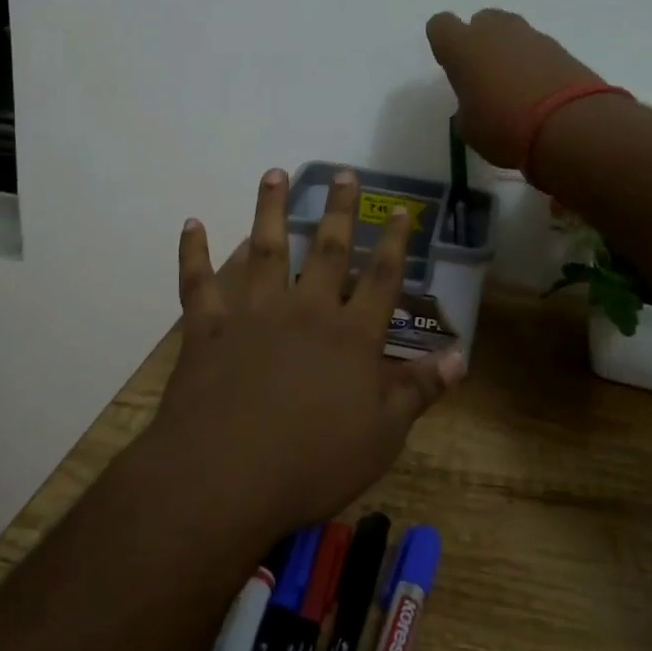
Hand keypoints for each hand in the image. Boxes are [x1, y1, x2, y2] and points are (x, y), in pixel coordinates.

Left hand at [150, 168, 465, 536]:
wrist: (226, 477)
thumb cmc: (313, 462)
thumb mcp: (382, 435)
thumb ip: (418, 391)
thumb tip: (459, 358)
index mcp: (351, 335)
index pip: (382, 278)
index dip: (395, 242)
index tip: (400, 208)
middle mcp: (306, 310)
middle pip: (328, 249)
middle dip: (340, 209)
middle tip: (344, 172)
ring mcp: (254, 314)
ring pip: (266, 249)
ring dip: (271, 209)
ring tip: (274, 174)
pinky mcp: (209, 328)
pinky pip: (198, 282)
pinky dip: (193, 252)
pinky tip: (192, 223)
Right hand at [425, 9, 605, 169]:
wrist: (569, 126)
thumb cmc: (504, 128)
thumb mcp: (470, 129)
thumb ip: (466, 109)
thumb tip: (474, 106)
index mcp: (462, 46)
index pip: (440, 26)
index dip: (444, 45)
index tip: (452, 68)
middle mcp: (495, 31)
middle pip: (481, 22)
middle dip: (480, 43)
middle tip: (485, 77)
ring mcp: (531, 35)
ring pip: (511, 33)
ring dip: (509, 52)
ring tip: (515, 88)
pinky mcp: (560, 47)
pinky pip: (537, 49)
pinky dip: (535, 64)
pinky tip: (540, 93)